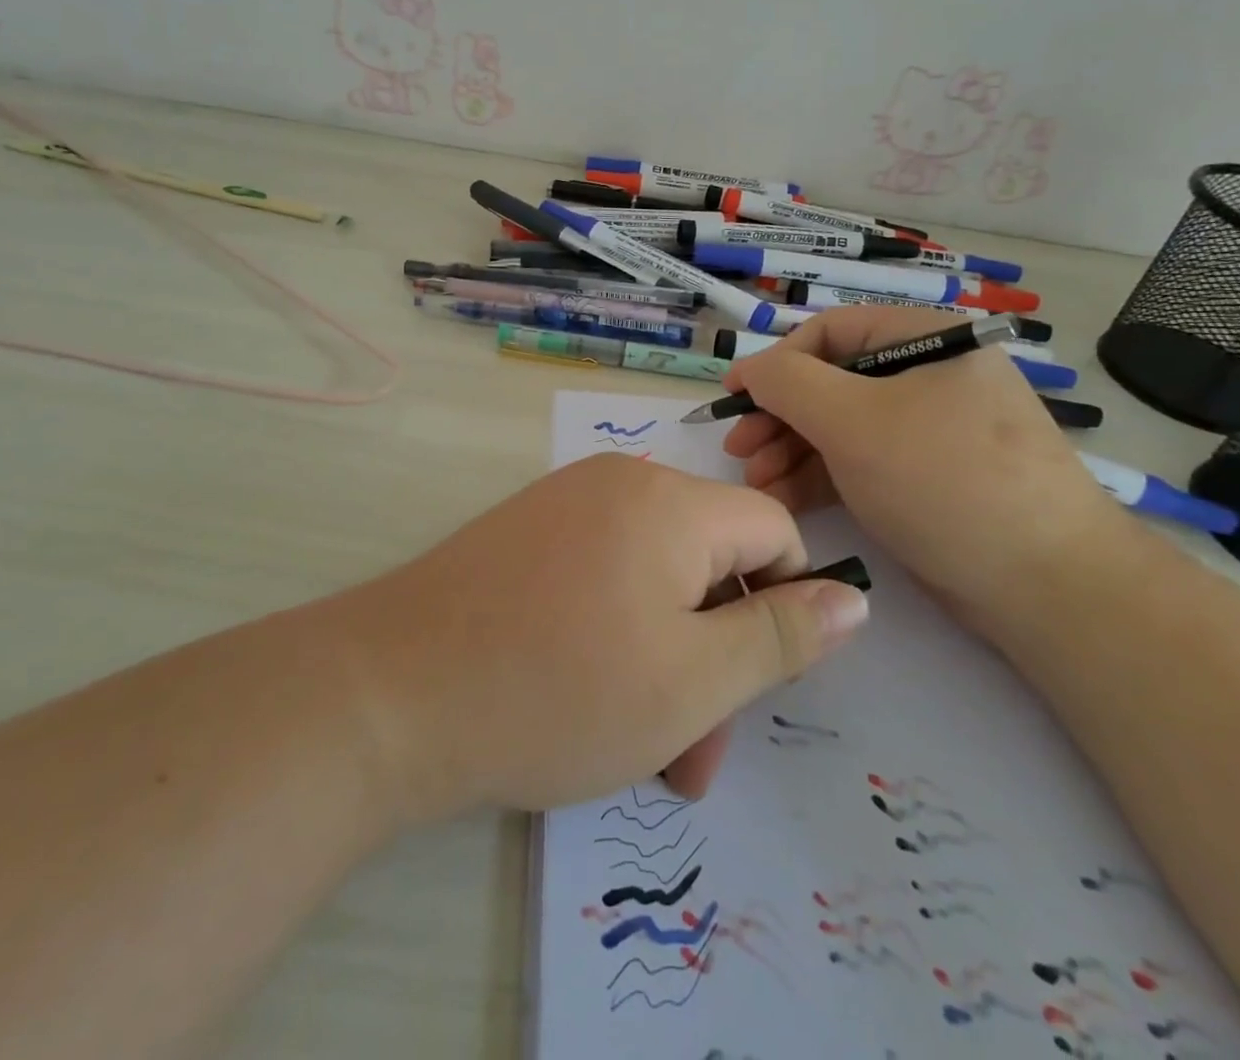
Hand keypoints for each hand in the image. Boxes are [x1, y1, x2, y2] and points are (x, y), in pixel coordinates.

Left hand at [336, 454, 870, 821]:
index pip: (773, 530)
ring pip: (655, 579)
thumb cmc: (556, 689)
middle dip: (717, 656)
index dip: (786, 605)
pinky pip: (602, 575)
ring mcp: (565, 505)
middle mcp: (619, 484)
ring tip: (644, 751)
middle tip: (694, 756)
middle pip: (710, 560)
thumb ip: (780, 636)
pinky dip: (618, 635)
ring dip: (668, 660)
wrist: (389, 691)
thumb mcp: (692, 681)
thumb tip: (851, 595)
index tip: (758, 683)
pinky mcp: (525, 534)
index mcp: (670, 502)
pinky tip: (590, 702)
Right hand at [721, 305, 1126, 632]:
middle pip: (832, 381)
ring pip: (843, 425)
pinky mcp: (928, 475)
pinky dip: (821, 475)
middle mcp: (930, 374)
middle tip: (739, 451)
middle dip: (779, 416)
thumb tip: (751, 369)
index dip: (773, 363)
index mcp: (926, 338)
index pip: (830, 332)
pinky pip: (863, 460)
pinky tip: (784, 498)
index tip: (731, 398)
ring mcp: (931, 427)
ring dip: (792, 450)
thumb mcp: (853, 422)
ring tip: (756, 482)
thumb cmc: (943, 481)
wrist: (1046, 586)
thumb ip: (788, 384)